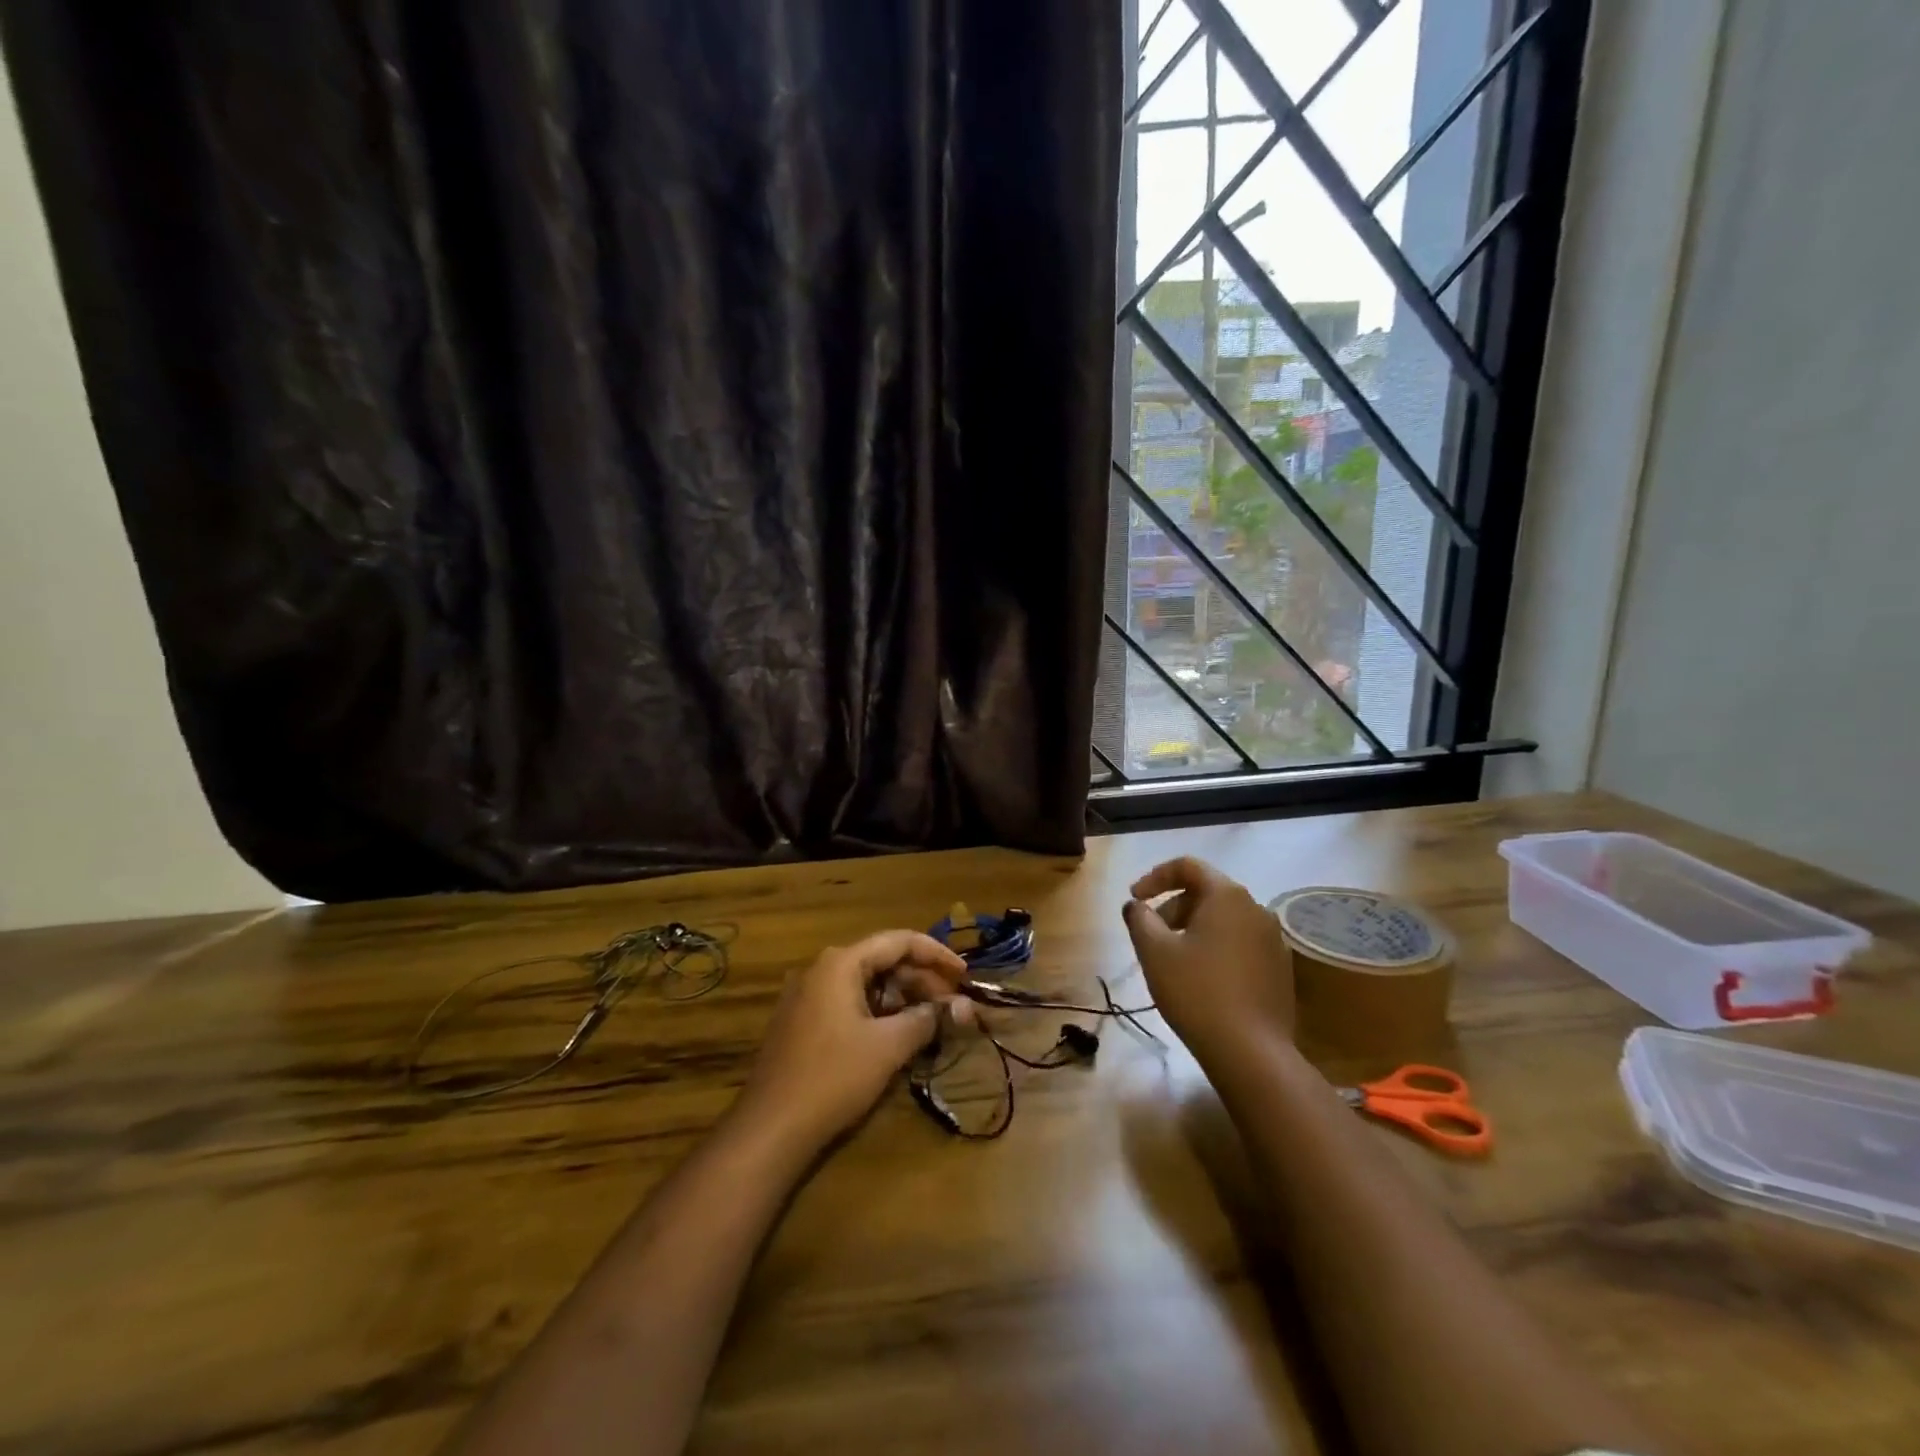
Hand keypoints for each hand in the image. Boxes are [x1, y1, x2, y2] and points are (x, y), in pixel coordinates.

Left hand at [736, 930, 968, 1149]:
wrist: (770, 1129)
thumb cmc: (833, 1077)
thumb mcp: (888, 1046)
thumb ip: (929, 1019)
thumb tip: (965, 1007)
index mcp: (841, 962)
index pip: (900, 941)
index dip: (937, 954)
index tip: (965, 975)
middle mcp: (822, 969)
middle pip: (883, 960)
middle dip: (921, 980)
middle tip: (953, 1005)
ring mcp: (808, 995)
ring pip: (867, 983)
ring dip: (902, 998)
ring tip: (932, 1021)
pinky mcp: (803, 1022)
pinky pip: (850, 1002)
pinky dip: (879, 1012)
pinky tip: (899, 1035)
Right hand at [1122, 857, 1292, 1062]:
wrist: (1252, 1052)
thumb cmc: (1197, 992)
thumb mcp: (1154, 952)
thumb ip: (1140, 919)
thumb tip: (1136, 905)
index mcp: (1228, 896)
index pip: (1188, 866)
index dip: (1155, 877)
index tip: (1135, 900)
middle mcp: (1256, 909)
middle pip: (1207, 893)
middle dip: (1173, 907)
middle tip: (1150, 935)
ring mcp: (1273, 940)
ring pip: (1224, 920)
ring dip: (1193, 929)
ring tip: (1172, 959)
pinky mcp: (1279, 970)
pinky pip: (1240, 944)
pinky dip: (1215, 948)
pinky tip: (1201, 979)